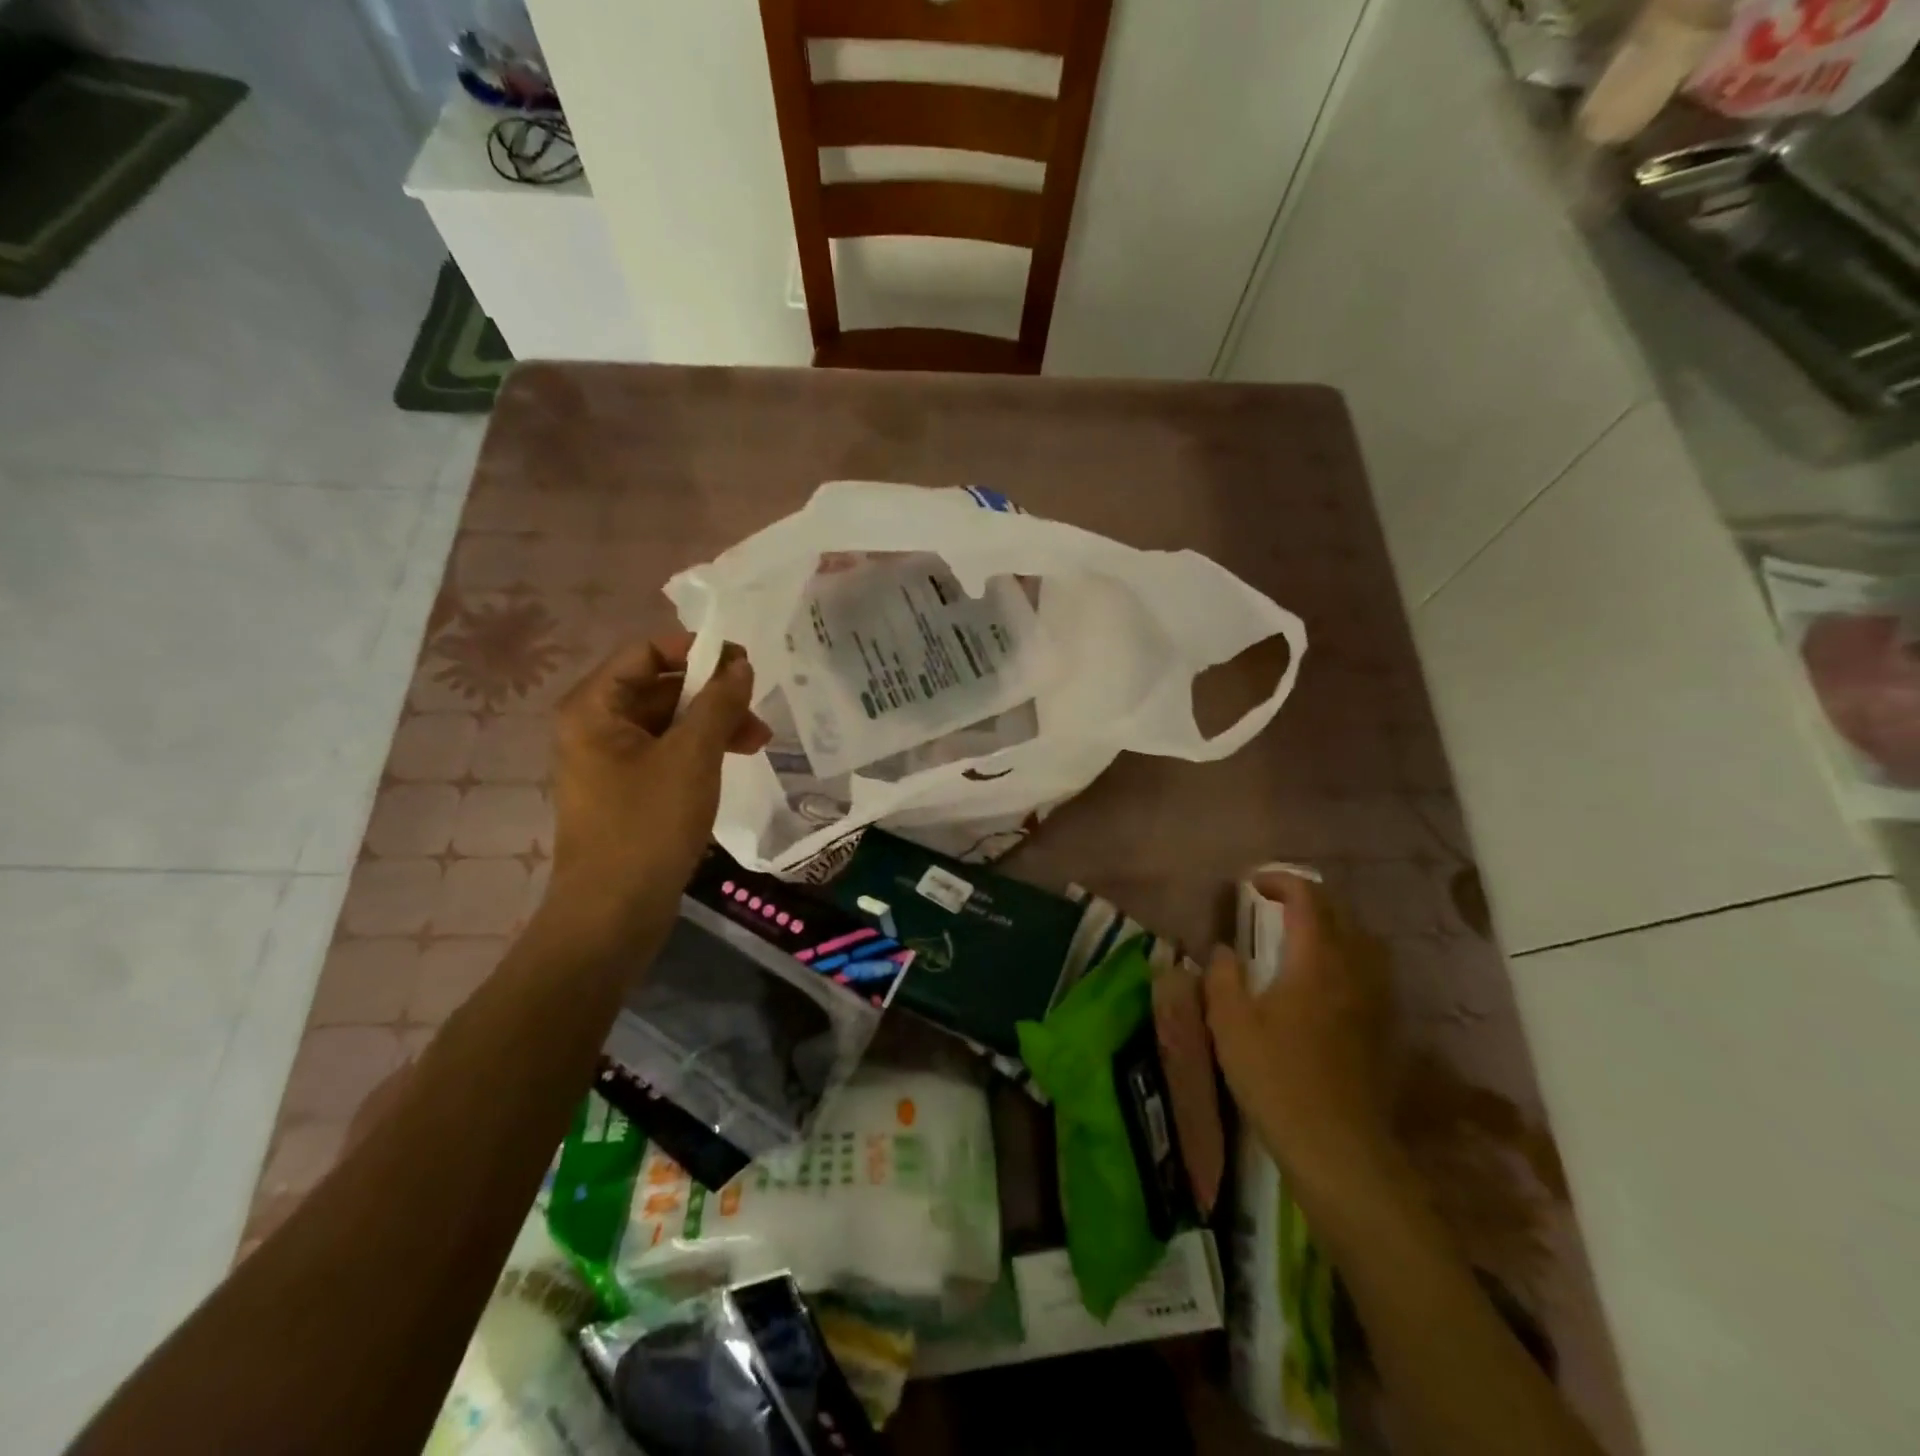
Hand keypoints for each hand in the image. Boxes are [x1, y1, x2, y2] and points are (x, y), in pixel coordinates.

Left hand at [546, 633, 769, 937]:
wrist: (614, 913)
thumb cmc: (647, 825)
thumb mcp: (692, 757)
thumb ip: (719, 703)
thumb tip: (741, 664)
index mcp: (595, 707)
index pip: (646, 651)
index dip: (697, 650)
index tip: (744, 662)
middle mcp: (596, 726)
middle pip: (660, 686)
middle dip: (713, 694)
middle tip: (758, 710)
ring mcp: (611, 761)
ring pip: (669, 722)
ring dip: (714, 724)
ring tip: (758, 742)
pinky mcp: (628, 791)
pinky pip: (668, 753)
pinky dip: (701, 751)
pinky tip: (733, 762)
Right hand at [1204, 871, 1398, 1204]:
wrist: (1338, 1148)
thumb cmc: (1277, 1078)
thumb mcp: (1230, 1024)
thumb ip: (1223, 977)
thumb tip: (1225, 951)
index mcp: (1316, 960)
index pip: (1308, 899)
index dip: (1280, 881)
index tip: (1251, 884)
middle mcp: (1354, 970)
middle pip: (1341, 914)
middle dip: (1308, 899)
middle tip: (1274, 904)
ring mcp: (1376, 1000)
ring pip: (1363, 942)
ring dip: (1332, 926)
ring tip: (1302, 936)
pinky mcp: (1384, 1029)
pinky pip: (1371, 972)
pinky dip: (1348, 957)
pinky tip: (1326, 981)